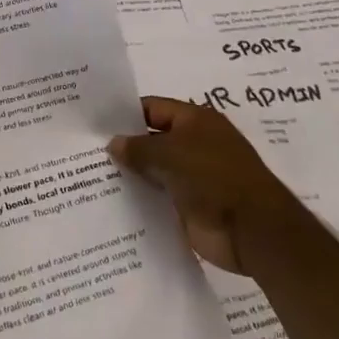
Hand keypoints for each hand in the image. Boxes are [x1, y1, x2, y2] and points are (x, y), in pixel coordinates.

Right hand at [108, 97, 307, 274]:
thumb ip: (138, 148)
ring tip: (92, 177)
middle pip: (153, 139)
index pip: (154, 108)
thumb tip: (113, 143)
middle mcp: (195, 144)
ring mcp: (194, 176)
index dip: (126, 114)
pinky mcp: (191, 205)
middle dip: (126, 146)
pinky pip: (160, 197)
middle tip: (86, 152)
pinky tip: (114, 202)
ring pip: (155, 170)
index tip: (95, 124)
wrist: (252, 230)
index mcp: (196, 120)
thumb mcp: (170, 154)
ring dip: (132, 174)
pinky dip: (142, 198)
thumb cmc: (213, 177)